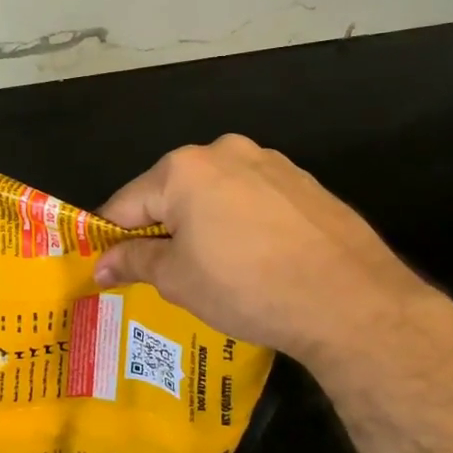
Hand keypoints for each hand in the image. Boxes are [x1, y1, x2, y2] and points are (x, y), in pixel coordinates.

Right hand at [92, 135, 452, 376]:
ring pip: (214, 193)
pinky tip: (254, 258)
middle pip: (172, 192)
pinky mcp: (302, 181)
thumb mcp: (178, 280)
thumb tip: (101, 266)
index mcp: (183, 169)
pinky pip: (252, 198)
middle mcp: (223, 151)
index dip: (111, 237)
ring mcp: (269, 162)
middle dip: (161, 229)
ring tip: (213, 269)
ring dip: (202, 224)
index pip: (126, 203)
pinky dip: (240, 221)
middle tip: (161, 272)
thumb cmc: (247, 287)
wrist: (351, 300)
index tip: (104, 266)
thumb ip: (134, 262)